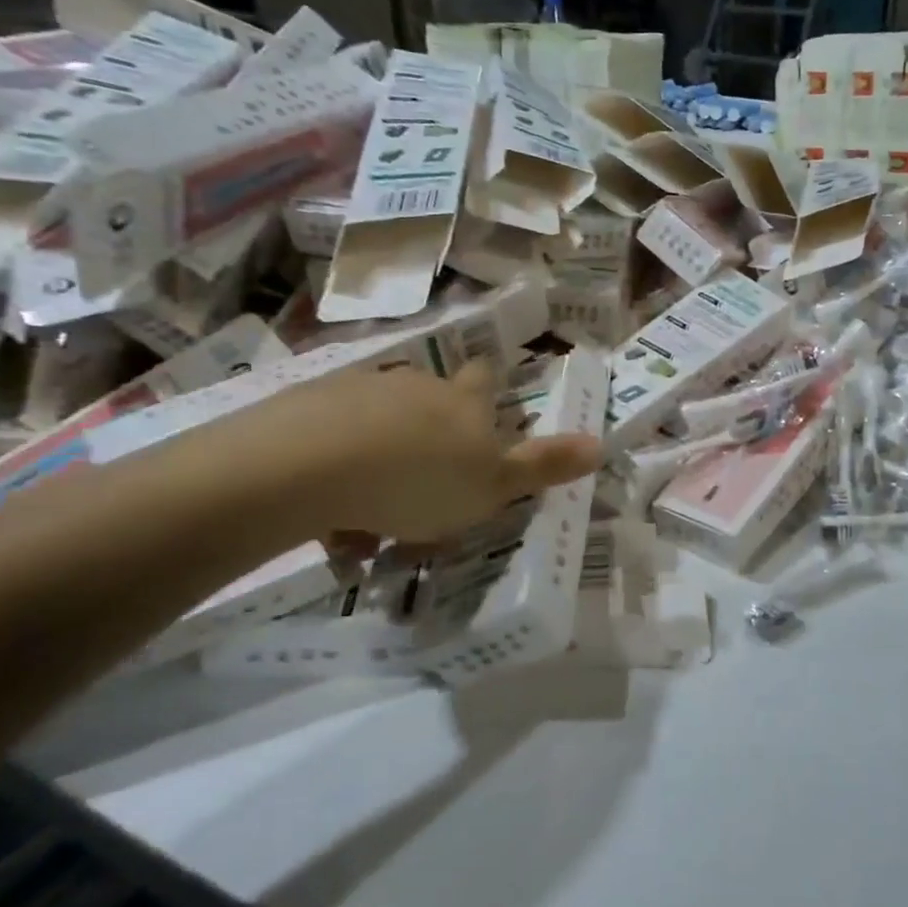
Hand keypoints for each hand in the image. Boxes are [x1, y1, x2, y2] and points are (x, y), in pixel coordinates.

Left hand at [219, 358, 601, 545]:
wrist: (311, 467)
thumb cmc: (421, 480)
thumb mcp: (494, 485)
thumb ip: (544, 466)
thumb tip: (601, 443)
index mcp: (462, 402)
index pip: (484, 378)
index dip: (487, 388)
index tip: (482, 414)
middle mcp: (414, 386)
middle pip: (428, 404)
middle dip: (429, 440)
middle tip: (424, 494)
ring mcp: (357, 392)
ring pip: (377, 429)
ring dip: (380, 467)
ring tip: (371, 528)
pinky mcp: (306, 408)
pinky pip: (331, 444)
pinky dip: (337, 477)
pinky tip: (333, 521)